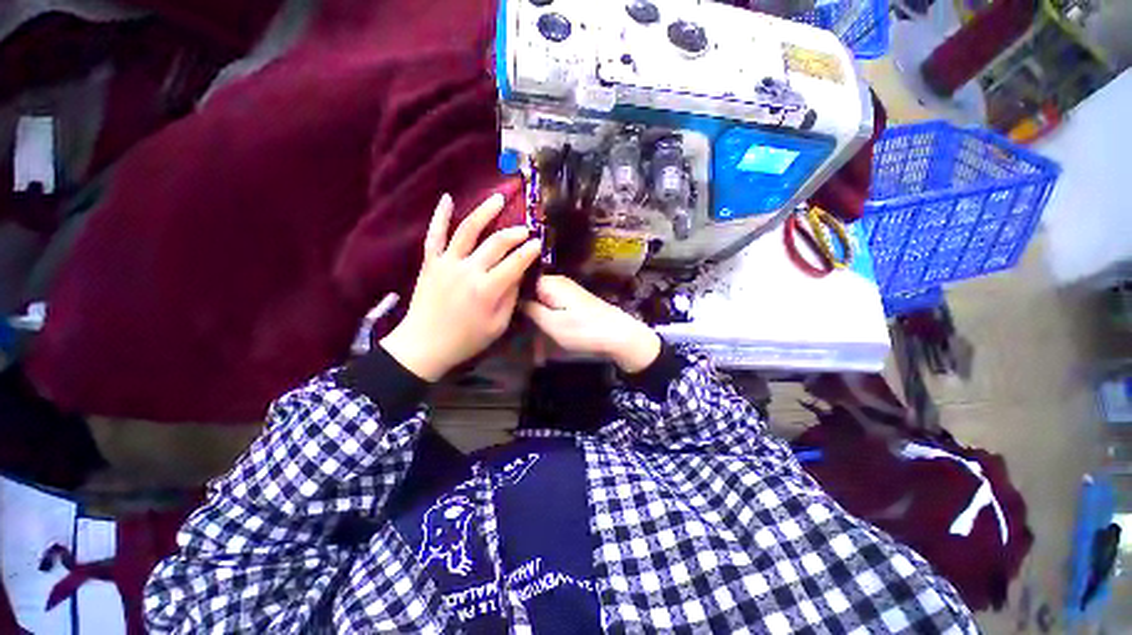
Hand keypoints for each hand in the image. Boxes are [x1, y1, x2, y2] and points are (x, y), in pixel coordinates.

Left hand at [380, 193, 540, 380]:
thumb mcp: (498, 326)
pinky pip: (434, 235)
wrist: (424, 345)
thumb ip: (510, 298)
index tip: (539, 243)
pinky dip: (439, 216)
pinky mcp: (430, 262)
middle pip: (496, 243)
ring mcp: (447, 263)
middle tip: (526, 229)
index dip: (530, 251)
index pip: (515, 263)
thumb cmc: (466, 340)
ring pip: (468, 230)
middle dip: (515, 233)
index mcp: (488, 289)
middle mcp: (469, 270)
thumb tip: (518, 275)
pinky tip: (447, 198)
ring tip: (498, 198)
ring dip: (485, 212)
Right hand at [523, 275, 660, 372]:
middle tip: (514, 328)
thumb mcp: (552, 324)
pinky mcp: (574, 301)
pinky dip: (546, 318)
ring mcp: (567, 291)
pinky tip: (541, 332)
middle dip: (523, 309)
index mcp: (550, 283)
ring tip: (526, 334)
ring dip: (535, 316)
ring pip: (541, 300)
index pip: (521, 280)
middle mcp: (558, 282)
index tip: (501, 309)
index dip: (510, 294)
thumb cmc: (583, 330)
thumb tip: (514, 299)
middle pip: (531, 290)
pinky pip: (552, 306)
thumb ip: (531, 310)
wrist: (618, 335)